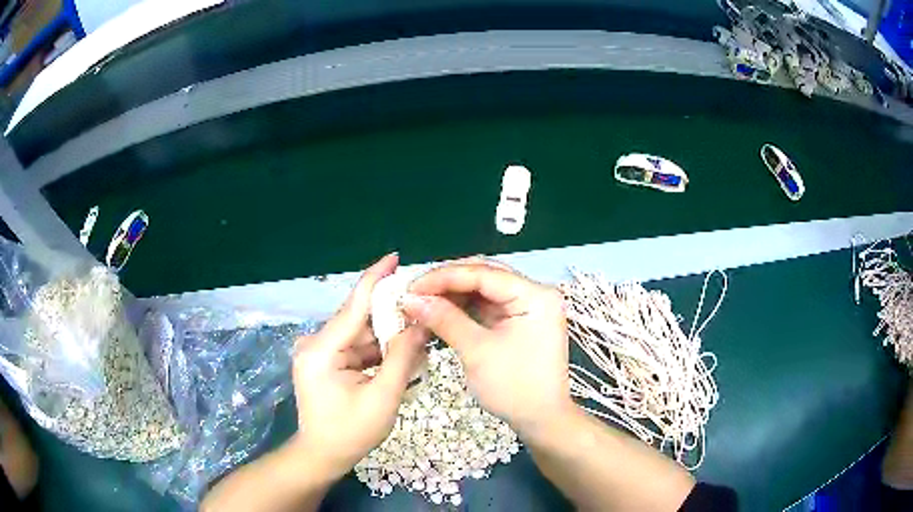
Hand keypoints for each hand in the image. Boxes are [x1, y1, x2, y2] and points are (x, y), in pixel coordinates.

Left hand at [292, 253, 428, 479]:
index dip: (375, 279)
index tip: (394, 256)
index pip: (353, 306)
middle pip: (358, 319)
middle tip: (423, 309)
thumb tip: (420, 324)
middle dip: (390, 315)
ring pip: (359, 334)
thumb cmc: (350, 432)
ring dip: (386, 336)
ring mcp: (318, 352)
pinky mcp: (324, 361)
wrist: (322, 455)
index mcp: (322, 350)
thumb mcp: (382, 398)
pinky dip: (376, 350)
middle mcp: (316, 344)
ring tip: (418, 334)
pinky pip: (355, 347)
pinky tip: (399, 352)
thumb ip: (401, 358)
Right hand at [401, 260, 573, 438]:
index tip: (411, 287)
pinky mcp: (518, 322)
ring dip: (452, 297)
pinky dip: (462, 311)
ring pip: (483, 292)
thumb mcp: (477, 351)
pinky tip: (440, 314)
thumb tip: (410, 299)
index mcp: (534, 295)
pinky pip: (486, 308)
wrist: (541, 420)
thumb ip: (444, 319)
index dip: (444, 277)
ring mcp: (527, 308)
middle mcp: (534, 293)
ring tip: (421, 304)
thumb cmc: (514, 388)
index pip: (483, 273)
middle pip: (484, 277)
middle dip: (447, 284)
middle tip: (414, 294)